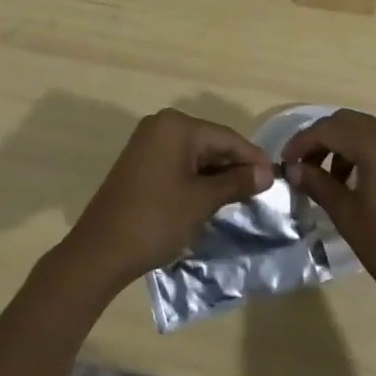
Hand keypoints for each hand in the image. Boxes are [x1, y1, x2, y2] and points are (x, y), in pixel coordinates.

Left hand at [64, 109, 272, 287]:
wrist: (100, 251)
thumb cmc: (155, 220)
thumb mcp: (201, 202)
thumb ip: (235, 182)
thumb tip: (267, 173)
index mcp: (177, 126)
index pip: (226, 137)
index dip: (252, 158)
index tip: (275, 178)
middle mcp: (162, 125)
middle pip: (210, 142)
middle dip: (234, 166)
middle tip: (260, 191)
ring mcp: (148, 142)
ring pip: (195, 154)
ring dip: (216, 174)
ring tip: (241, 197)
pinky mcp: (140, 161)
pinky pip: (178, 162)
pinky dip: (196, 178)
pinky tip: (211, 197)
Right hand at [282, 109, 375, 318]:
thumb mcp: (349, 217)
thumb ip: (319, 185)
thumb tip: (295, 168)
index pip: (328, 128)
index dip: (302, 142)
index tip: (285, 162)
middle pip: (348, 123)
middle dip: (322, 141)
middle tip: (303, 168)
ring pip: (368, 131)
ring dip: (344, 147)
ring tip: (331, 181)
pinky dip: (367, 154)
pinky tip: (361, 184)